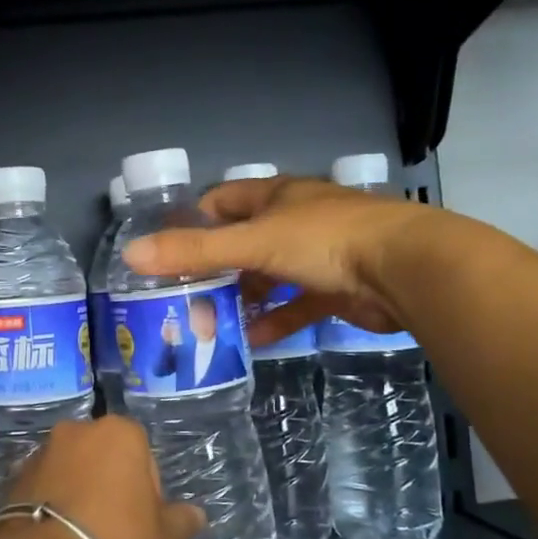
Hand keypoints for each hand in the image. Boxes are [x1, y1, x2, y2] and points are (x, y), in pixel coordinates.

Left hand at [4, 418, 203, 538]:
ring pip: (70, 471)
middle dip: (108, 485)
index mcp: (119, 432)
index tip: (142, 521)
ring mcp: (40, 452)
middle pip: (103, 458)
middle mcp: (77, 430)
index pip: (143, 455)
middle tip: (113, 530)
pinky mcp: (12, 479)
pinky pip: (43, 489)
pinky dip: (51, 505)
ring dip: (77, 493)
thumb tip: (196, 515)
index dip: (146, 491)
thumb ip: (181, 521)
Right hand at [123, 174, 426, 345]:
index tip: (168, 252)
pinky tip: (252, 341)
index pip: (223, 201)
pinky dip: (275, 320)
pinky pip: (297, 305)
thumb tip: (131, 254)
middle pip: (245, 242)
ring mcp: (319, 255)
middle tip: (185, 298)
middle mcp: (296, 220)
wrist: (405, 270)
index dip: (195, 222)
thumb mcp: (252, 243)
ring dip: (244, 298)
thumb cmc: (325, 241)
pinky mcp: (337, 289)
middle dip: (216, 270)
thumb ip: (194, 251)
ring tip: (211, 323)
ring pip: (270, 276)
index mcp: (277, 197)